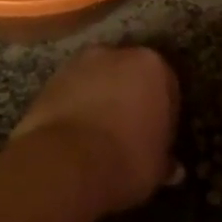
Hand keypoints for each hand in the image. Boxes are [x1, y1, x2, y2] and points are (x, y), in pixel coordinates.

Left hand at [10, 46, 181, 215]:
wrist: (64, 162)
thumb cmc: (126, 159)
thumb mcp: (158, 167)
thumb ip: (165, 159)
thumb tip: (172, 167)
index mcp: (152, 66)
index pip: (167, 86)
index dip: (163, 114)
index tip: (158, 137)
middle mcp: (116, 54)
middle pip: (129, 76)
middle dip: (130, 98)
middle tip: (129, 132)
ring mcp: (77, 64)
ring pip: (97, 81)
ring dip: (100, 100)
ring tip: (98, 136)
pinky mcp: (48, 80)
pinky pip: (71, 93)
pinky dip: (74, 108)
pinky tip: (75, 137)